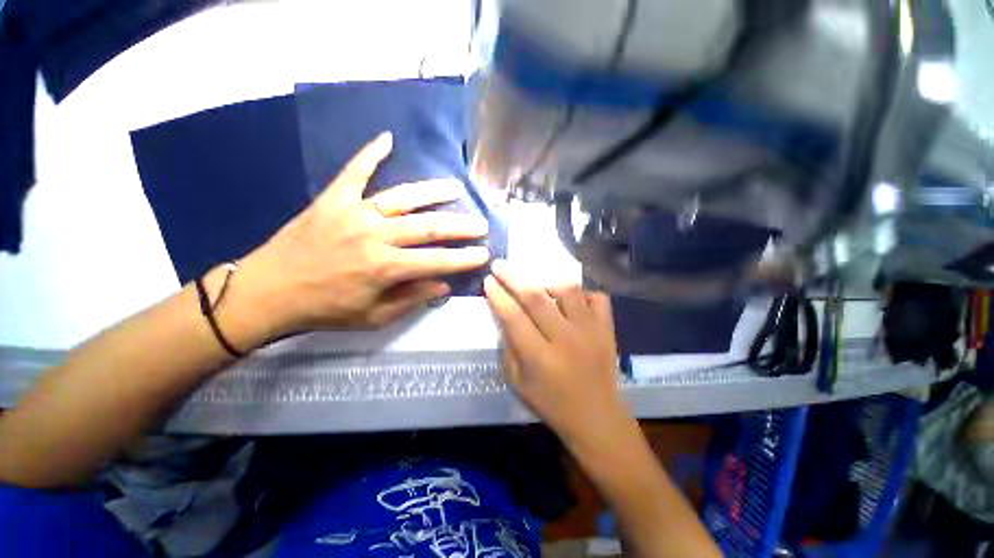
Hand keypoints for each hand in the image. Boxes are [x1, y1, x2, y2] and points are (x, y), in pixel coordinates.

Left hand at [219, 132, 489, 347]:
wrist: (269, 291)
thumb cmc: (325, 309)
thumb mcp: (374, 317)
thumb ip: (412, 299)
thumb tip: (443, 284)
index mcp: (385, 267)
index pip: (437, 261)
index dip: (464, 258)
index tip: (484, 254)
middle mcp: (375, 236)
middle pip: (428, 227)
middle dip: (461, 226)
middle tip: (481, 224)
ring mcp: (354, 212)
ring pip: (403, 198)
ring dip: (434, 192)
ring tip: (457, 187)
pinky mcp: (333, 199)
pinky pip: (355, 171)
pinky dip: (370, 153)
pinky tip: (387, 139)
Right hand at [483, 259, 628, 448]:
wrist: (597, 418)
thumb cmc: (551, 403)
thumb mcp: (518, 382)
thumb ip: (509, 347)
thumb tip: (504, 315)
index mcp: (540, 358)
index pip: (513, 317)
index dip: (498, 296)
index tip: (488, 280)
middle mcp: (566, 339)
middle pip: (536, 297)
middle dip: (514, 277)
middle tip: (500, 265)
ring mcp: (591, 331)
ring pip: (568, 290)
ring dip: (547, 281)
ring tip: (537, 283)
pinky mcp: (608, 329)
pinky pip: (597, 297)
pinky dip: (583, 293)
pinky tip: (571, 300)